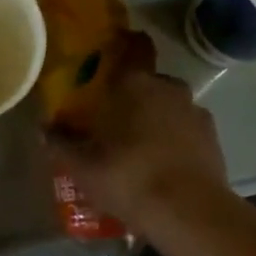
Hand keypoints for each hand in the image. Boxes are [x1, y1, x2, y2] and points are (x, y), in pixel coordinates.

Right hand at [45, 36, 244, 236]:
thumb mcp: (82, 165)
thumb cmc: (128, 176)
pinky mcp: (213, 139)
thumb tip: (43, 129)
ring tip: (136, 146)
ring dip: (154, 118)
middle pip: (149, 81)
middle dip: (132, 94)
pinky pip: (185, 130)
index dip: (124, 43)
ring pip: (169, 106)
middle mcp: (169, 89)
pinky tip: (160, 164)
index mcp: (135, 84)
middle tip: (112, 115)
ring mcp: (195, 113)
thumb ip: (60, 143)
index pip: (134, 47)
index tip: (112, 49)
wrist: (189, 212)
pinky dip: (173, 139)